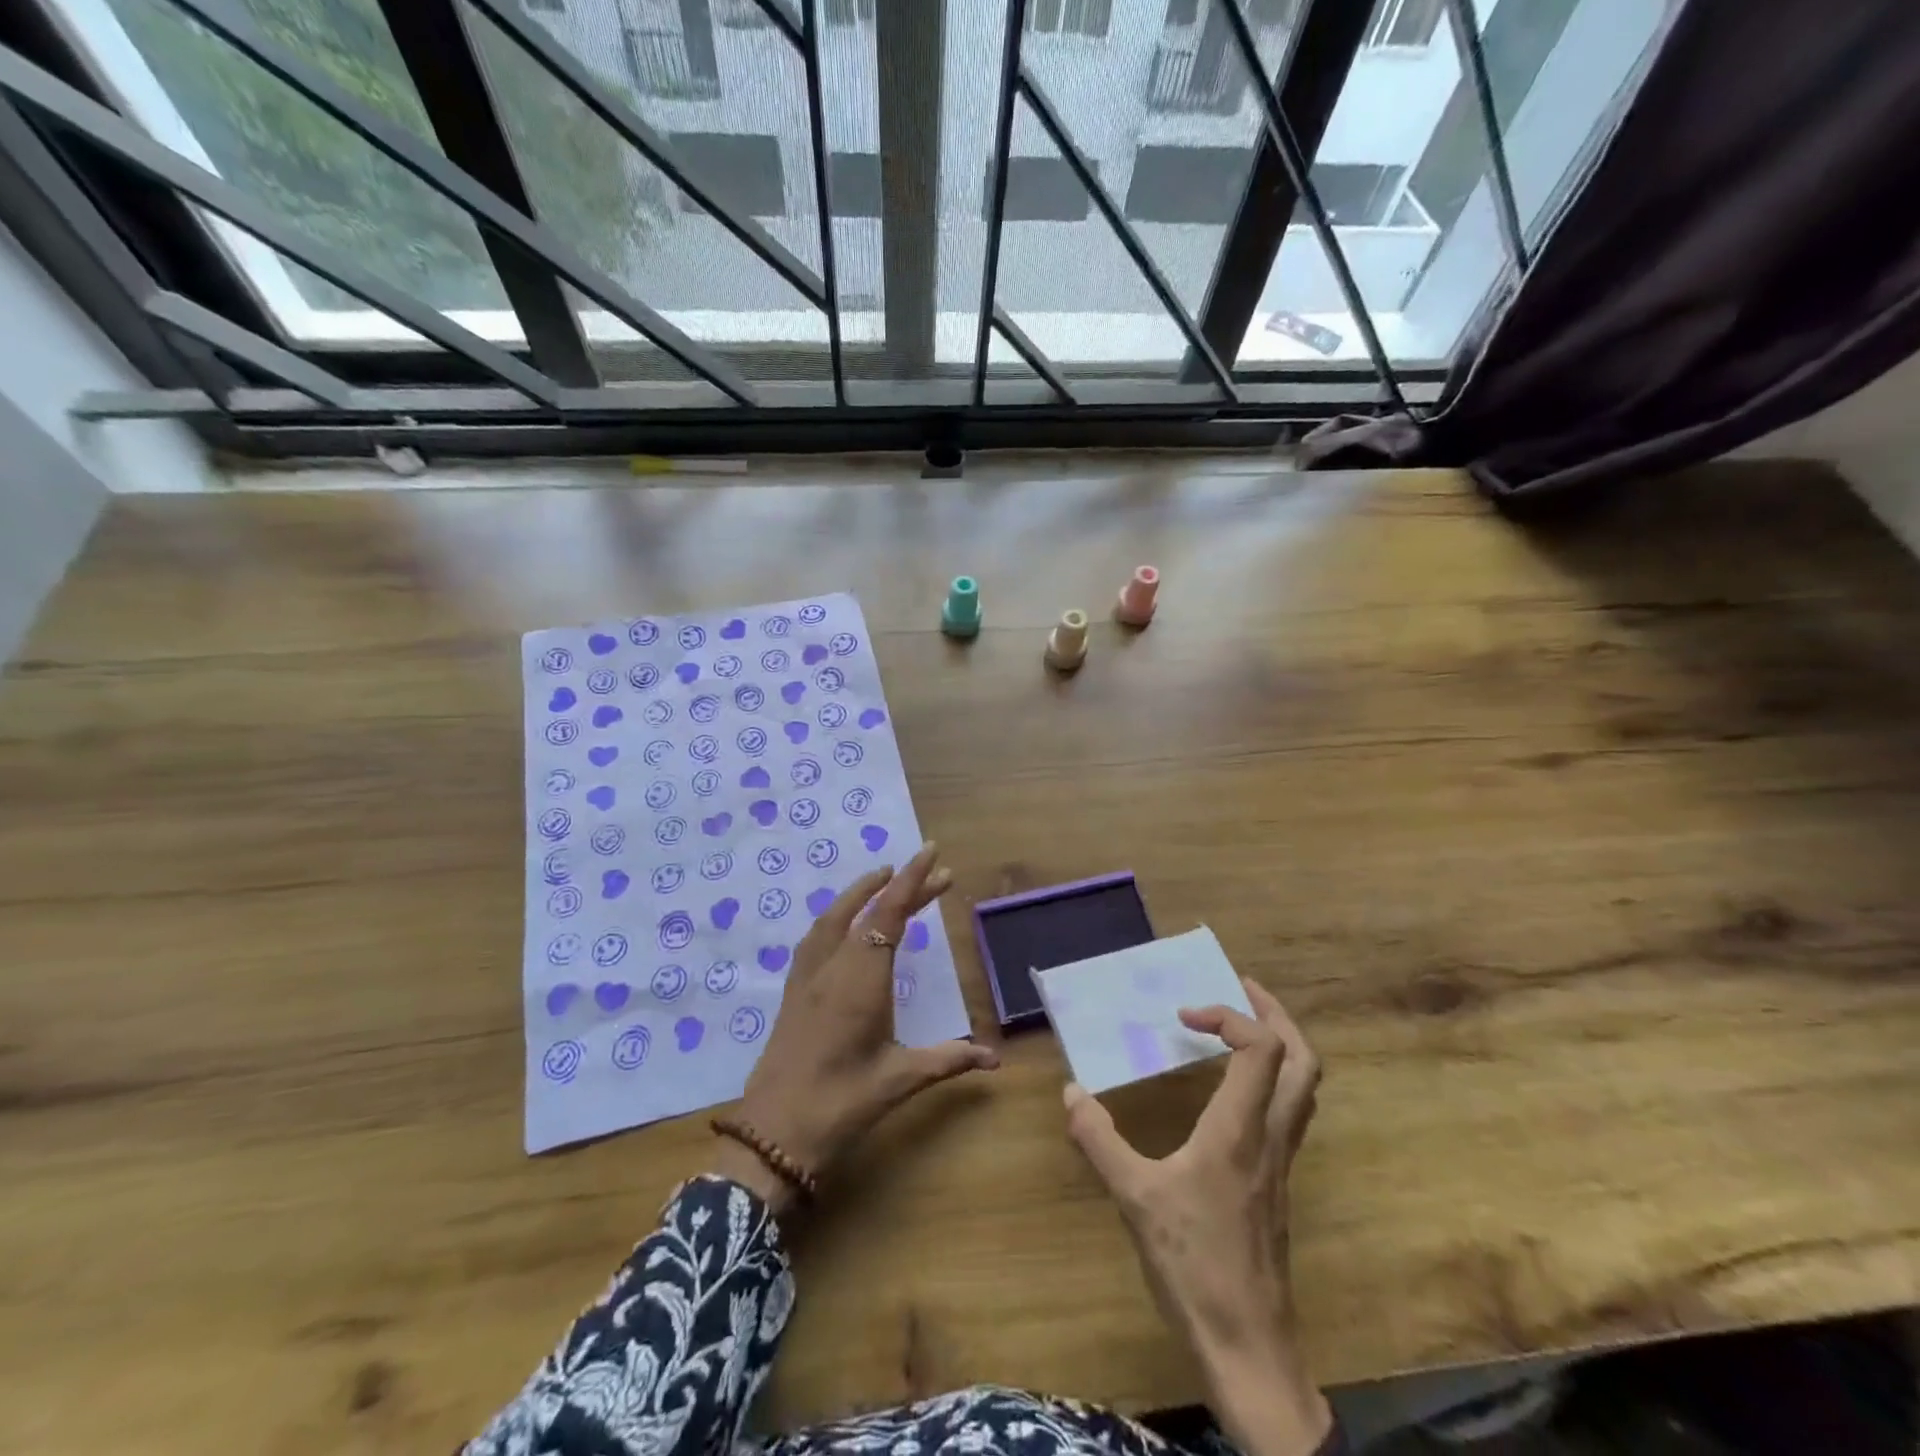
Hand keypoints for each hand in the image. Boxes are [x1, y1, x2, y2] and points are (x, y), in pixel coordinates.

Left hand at [713, 843, 997, 1212]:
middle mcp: (834, 965)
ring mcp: (808, 976)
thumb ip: (948, 1060)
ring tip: (886, 879)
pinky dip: (838, 915)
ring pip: (836, 917)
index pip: (890, 913)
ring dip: (863, 893)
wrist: (772, 1135)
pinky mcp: (794, 991)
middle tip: (937, 873)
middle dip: (902, 886)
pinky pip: (818, 936)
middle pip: (870, 910)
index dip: (912, 880)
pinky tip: (846, 923)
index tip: (931, 852)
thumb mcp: (900, 1080)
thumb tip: (994, 1060)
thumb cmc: (841, 1104)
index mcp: (862, 978)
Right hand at [1064, 981, 1327, 1455]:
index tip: (1185, 1014)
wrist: (1248, 1348)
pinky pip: (1288, 1111)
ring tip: (1241, 1025)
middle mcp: (1270, 1136)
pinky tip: (1233, 1089)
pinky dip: (1271, 1078)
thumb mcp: (1134, 1198)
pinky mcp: (1278, 1182)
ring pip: (1304, 1086)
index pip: (1261, 1048)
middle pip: (1303, 1060)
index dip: (1228, 1015)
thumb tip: (1070, 1092)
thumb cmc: (1193, 1266)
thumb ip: (1099, 1140)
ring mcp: (1280, 1161)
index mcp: (1240, 1130)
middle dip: (1275, 1014)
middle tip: (1241, 987)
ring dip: (1281, 1043)